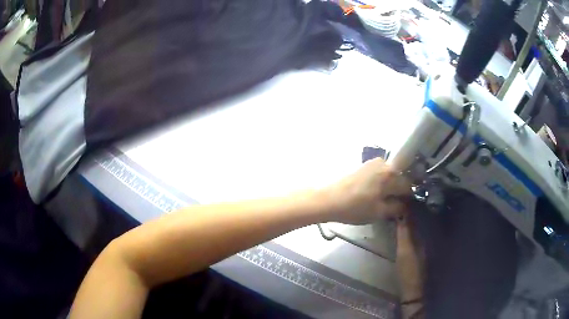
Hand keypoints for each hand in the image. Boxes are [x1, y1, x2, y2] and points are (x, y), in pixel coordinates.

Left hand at [323, 158, 411, 224]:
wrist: (327, 199)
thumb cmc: (355, 207)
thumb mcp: (379, 212)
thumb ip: (396, 208)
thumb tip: (405, 205)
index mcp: (391, 174)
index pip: (408, 185)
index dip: (409, 198)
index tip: (406, 207)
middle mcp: (384, 164)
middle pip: (399, 177)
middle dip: (399, 190)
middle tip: (394, 204)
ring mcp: (372, 163)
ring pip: (389, 175)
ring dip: (390, 186)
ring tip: (384, 200)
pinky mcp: (362, 165)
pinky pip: (379, 173)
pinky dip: (381, 183)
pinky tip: (374, 194)